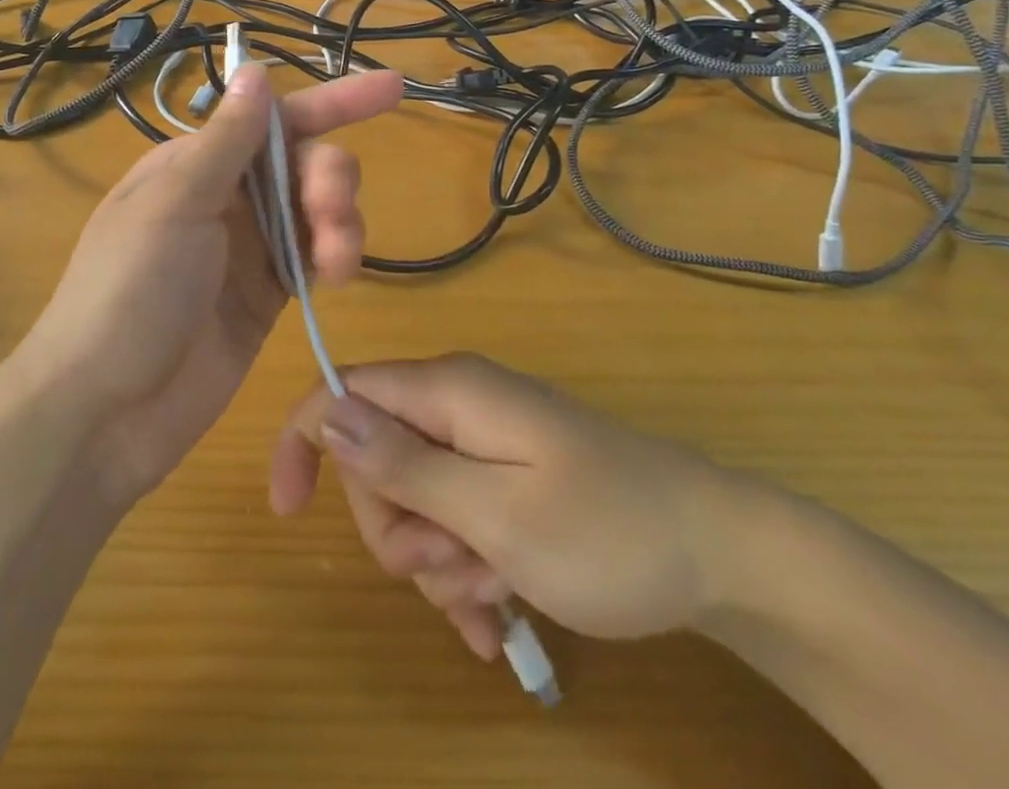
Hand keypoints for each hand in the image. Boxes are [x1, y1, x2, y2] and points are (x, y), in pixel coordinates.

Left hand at [18, 63, 403, 510]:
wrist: (106, 411)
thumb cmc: (128, 292)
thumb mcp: (174, 205)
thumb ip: (226, 141)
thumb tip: (254, 68)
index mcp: (196, 163)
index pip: (275, 119)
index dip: (334, 102)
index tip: (392, 89)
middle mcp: (227, 197)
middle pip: (305, 162)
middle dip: (330, 177)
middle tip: (330, 209)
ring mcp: (249, 248)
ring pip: (317, 210)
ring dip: (340, 221)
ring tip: (337, 260)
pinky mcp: (267, 295)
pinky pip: (315, 258)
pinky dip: (334, 257)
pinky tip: (335, 275)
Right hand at [269, 353, 761, 659]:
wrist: (720, 555)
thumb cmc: (608, 533)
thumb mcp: (495, 513)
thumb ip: (406, 465)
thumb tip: (328, 415)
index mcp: (449, 391)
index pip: (344, 391)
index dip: (304, 440)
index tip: (288, 513)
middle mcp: (459, 404)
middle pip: (375, 457)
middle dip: (396, 526)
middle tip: (452, 568)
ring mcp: (485, 441)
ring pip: (414, 498)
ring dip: (437, 561)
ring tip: (493, 598)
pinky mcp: (506, 475)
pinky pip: (454, 517)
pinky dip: (463, 568)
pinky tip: (498, 617)